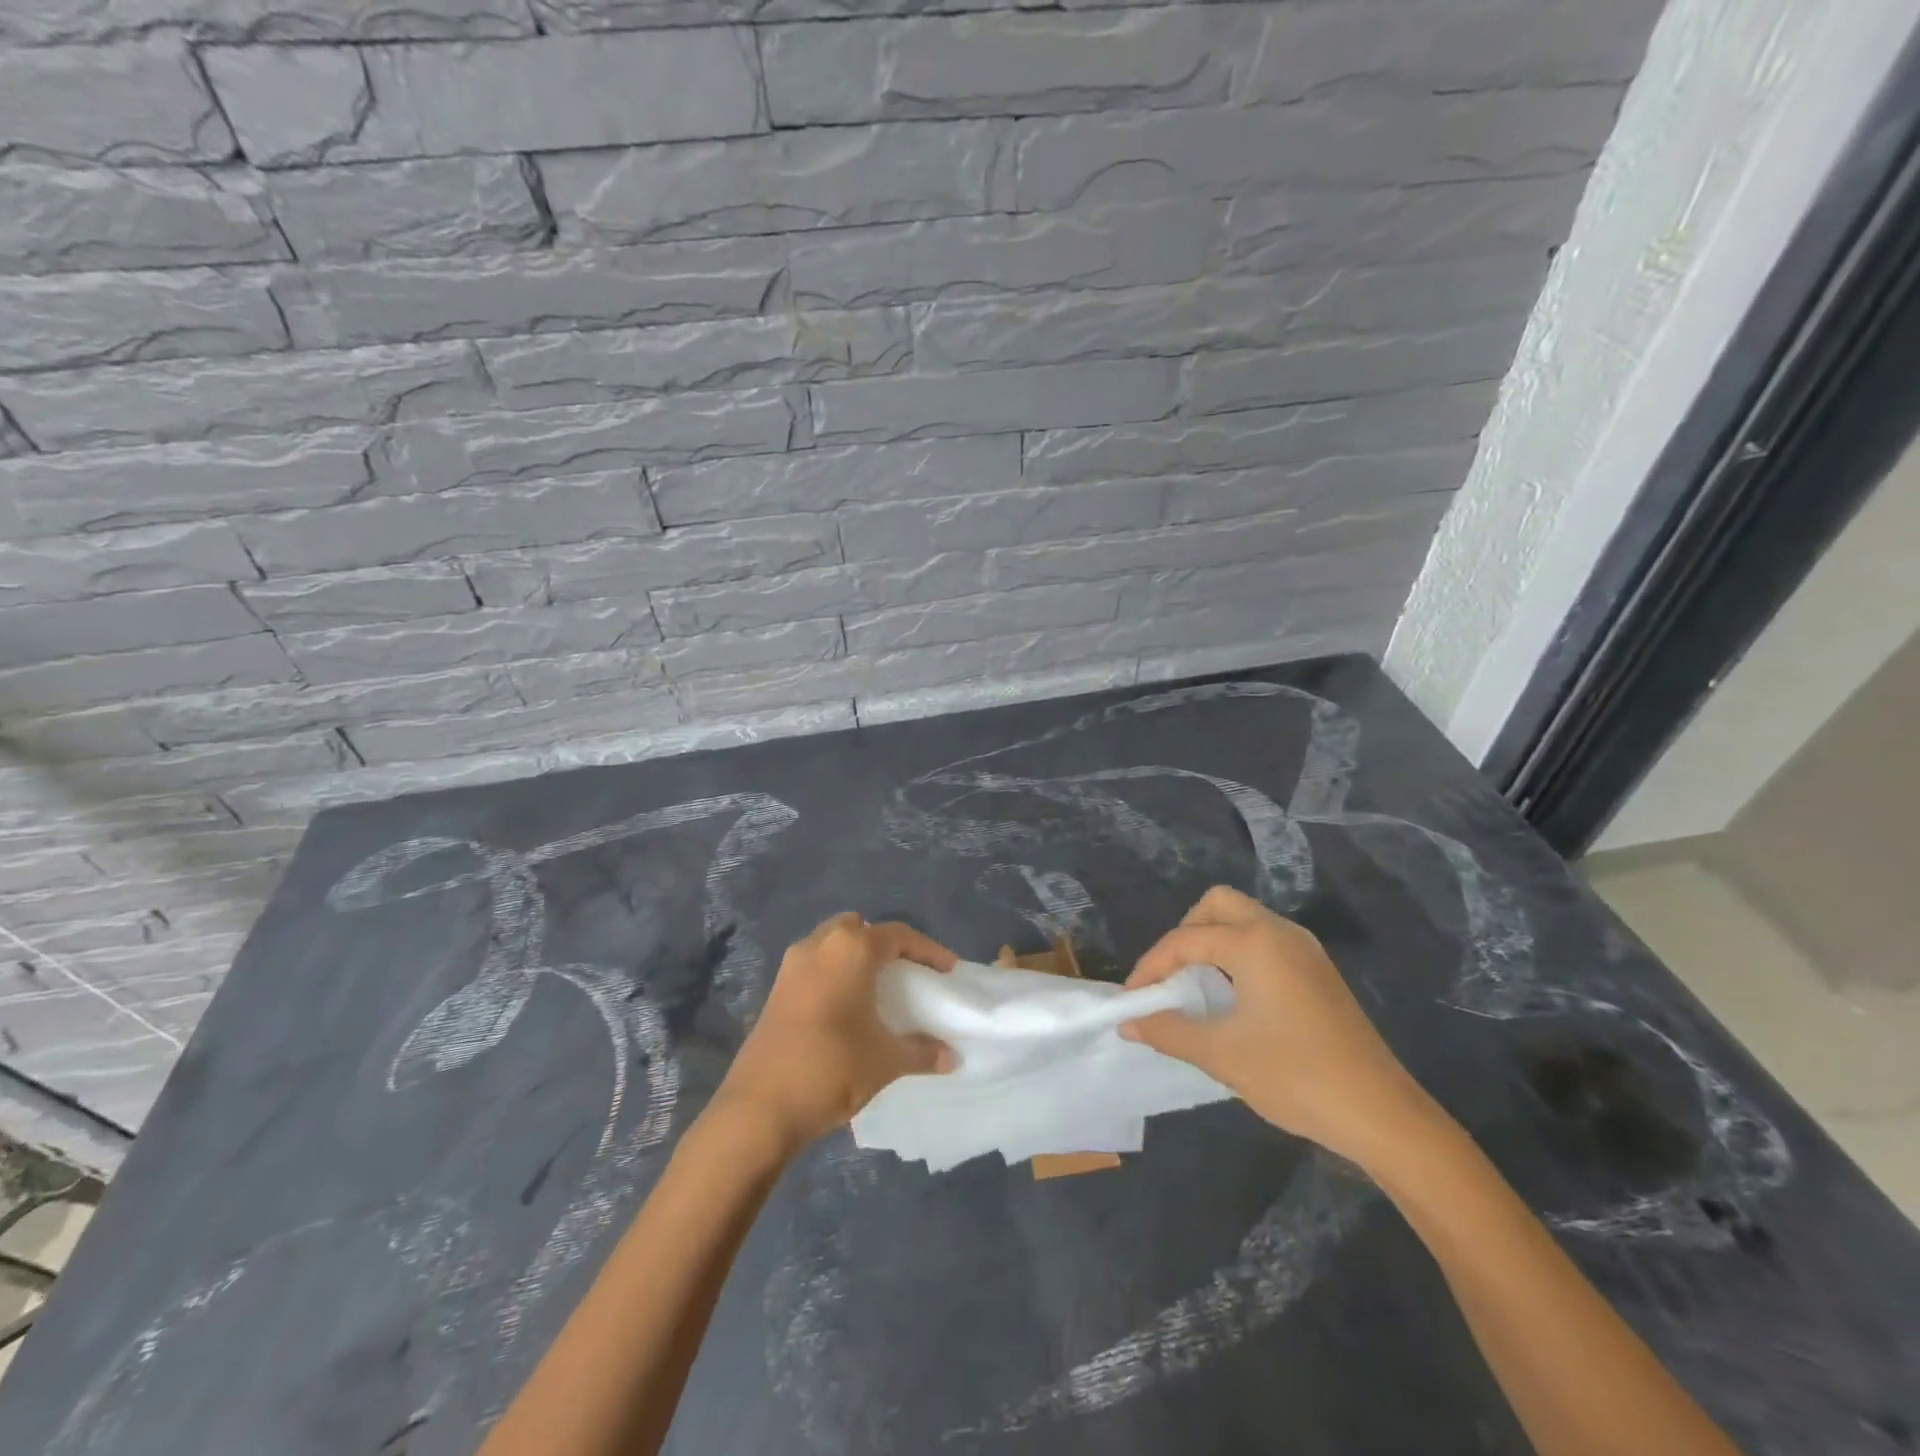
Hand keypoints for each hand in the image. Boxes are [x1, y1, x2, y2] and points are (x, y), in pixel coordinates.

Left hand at [710, 913, 957, 1155]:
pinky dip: (835, 973)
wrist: (759, 1108)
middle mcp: (819, 945)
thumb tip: (951, 1057)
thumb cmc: (831, 1068)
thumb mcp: (885, 1061)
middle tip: (907, 973)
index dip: (928, 950)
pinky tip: (848, 1007)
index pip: (898, 935)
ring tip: (879, 989)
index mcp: (850, 949)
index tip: (948, 971)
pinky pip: (815, 965)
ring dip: (856, 958)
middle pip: (860, 929)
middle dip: (885, 945)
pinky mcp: (776, 988)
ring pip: (833, 944)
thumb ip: (922, 1052)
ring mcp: (792, 965)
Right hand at [1120, 886, 1442, 1167]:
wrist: (1382, 1115)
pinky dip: (1238, 956)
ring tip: (1195, 988)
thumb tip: (1129, 1023)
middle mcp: (1280, 933)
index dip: (1151, 966)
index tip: (1132, 999)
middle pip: (1219, 906)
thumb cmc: (1296, 1076)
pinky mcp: (1319, 973)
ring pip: (1245, 921)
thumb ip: (1168, 1030)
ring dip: (1213, 943)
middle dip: (1185, 933)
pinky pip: (1266, 943)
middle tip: (1170, 976)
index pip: (1185, 939)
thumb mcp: (1222, 1055)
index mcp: (1255, 943)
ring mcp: (1305, 951)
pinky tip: (1233, 999)